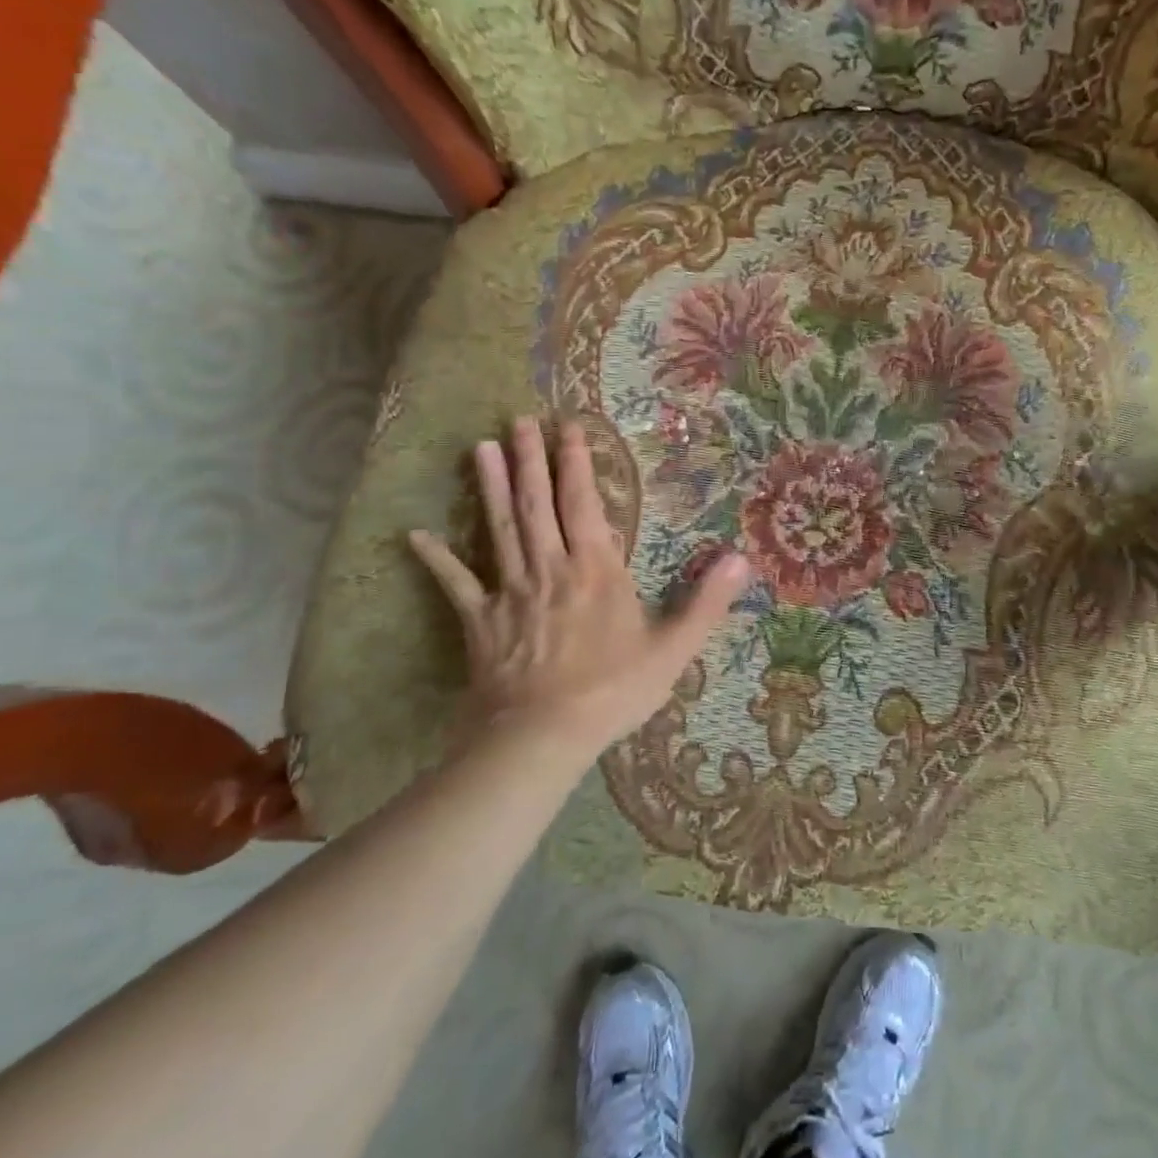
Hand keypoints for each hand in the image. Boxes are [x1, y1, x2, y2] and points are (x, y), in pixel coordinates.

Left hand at [408, 418, 750, 763]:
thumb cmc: (613, 690)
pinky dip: (437, 559)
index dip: (577, 464)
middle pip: (536, 505)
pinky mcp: (479, 621)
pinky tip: (415, 535)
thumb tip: (742, 558)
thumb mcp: (673, 649)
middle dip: (529, 460)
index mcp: (596, 569)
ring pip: (499, 530)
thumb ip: (707, 601)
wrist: (542, 736)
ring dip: (490, 488)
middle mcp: (550, 568)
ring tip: (479, 449)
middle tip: (517, 421)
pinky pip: (456, 584)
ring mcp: (510, 592)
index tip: (569, 427)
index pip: (584, 504)